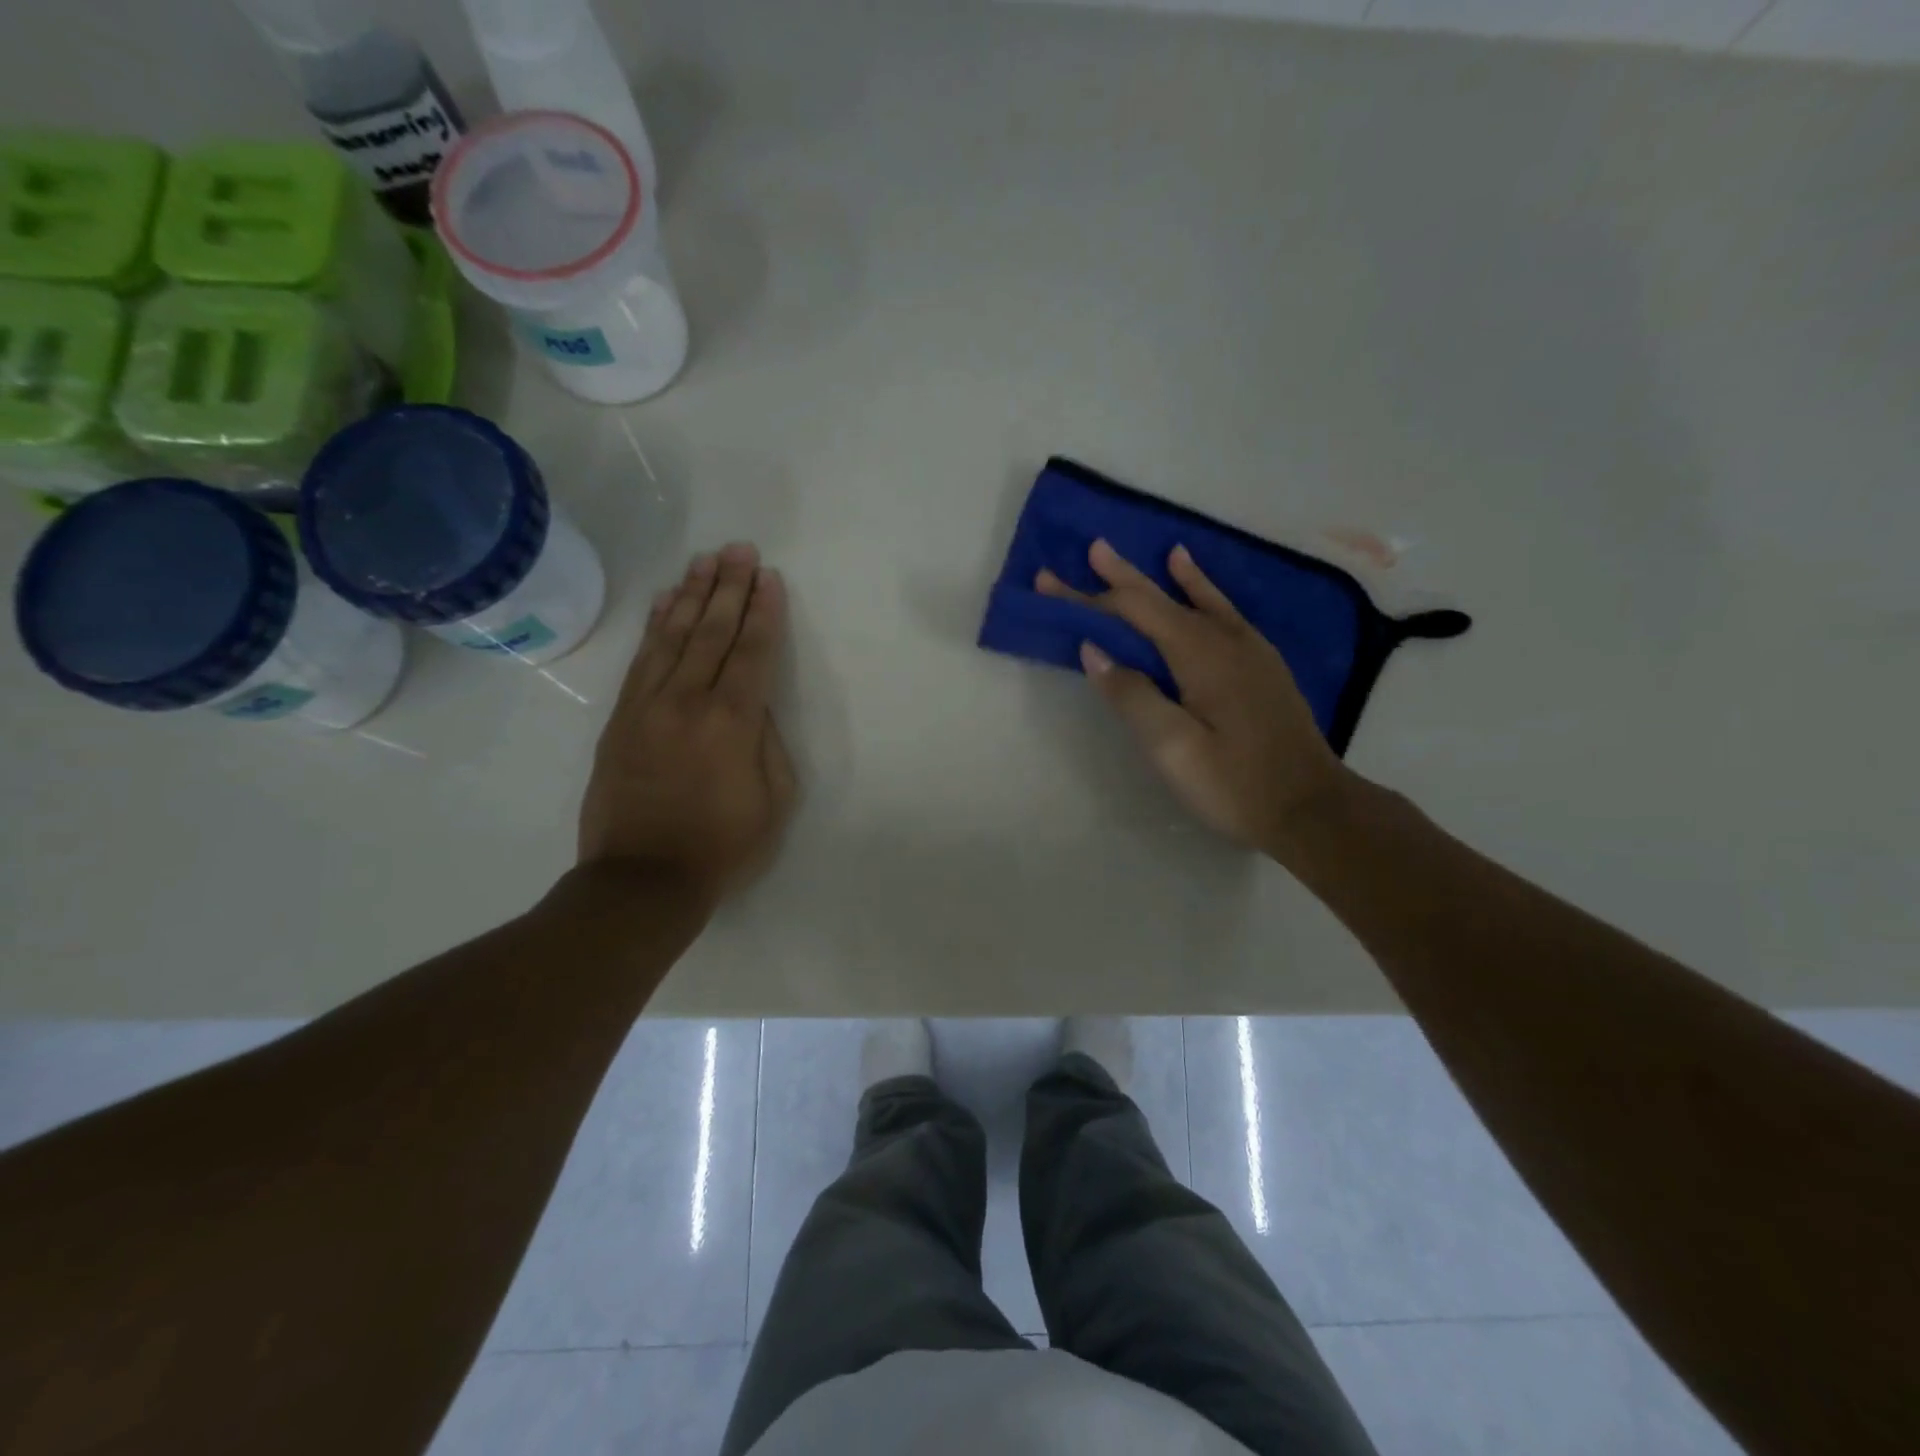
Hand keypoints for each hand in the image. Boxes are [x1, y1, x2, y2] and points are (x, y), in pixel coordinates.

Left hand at [579, 544, 796, 899]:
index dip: (763, 612)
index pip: (752, 652)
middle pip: (711, 631)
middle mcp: (688, 701)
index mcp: (733, 722)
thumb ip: (767, 743)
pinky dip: (655, 626)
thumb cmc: (722, 846)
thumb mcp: (774, 800)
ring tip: (706, 561)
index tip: (769, 578)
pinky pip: (641, 660)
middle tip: (740, 549)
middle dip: (729, 587)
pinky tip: (665, 601)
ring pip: (673, 636)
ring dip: (691, 594)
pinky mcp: (621, 718)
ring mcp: (648, 706)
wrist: (642, 880)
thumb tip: (752, 706)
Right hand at [1038, 539, 1352, 855]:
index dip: (1089, 597)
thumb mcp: (1173, 749)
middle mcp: (1224, 639)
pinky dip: (1199, 588)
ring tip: (1128, 556)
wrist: (1312, 808)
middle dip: (1118, 579)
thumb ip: (1132, 695)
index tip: (1050, 581)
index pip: (1133, 612)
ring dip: (1154, 578)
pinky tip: (1191, 575)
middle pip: (1161, 601)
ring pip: (1190, 600)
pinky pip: (1221, 610)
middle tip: (1088, 550)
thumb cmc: (1235, 785)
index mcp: (1199, 655)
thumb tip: (1093, 650)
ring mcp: (1248, 648)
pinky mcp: (1260, 663)